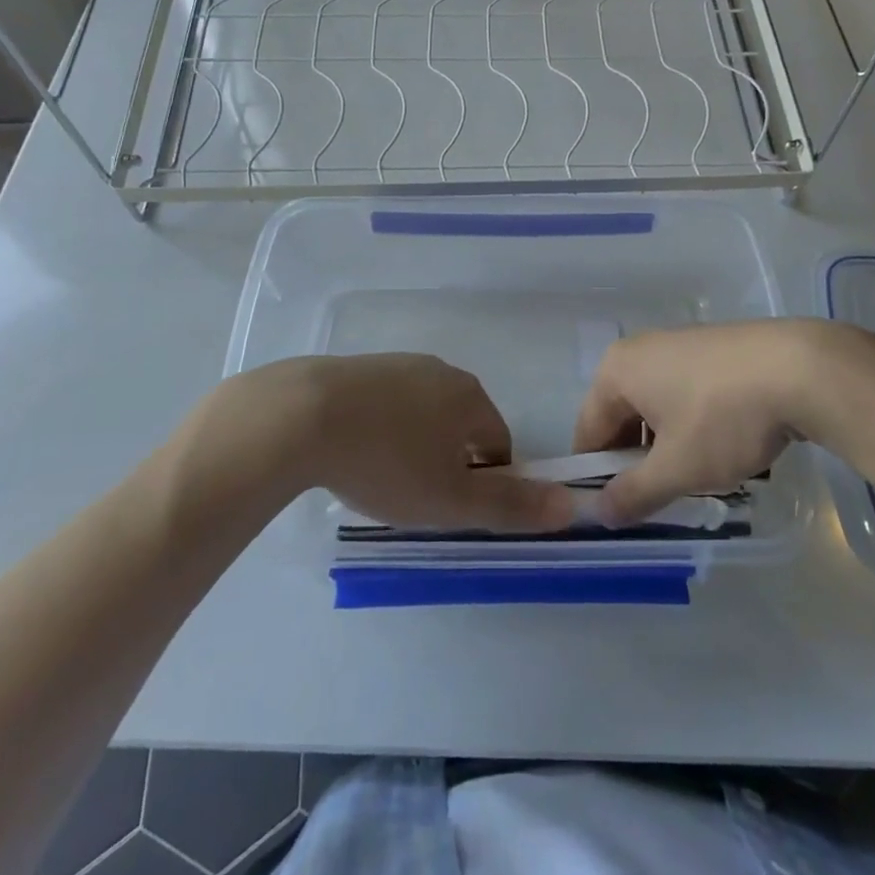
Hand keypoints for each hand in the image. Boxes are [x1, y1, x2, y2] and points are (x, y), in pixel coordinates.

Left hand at [209, 354, 576, 533]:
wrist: (302, 415)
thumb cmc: (387, 461)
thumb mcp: (452, 499)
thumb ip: (512, 505)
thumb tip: (572, 505)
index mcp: (470, 397)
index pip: (500, 442)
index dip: (488, 481)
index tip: (457, 509)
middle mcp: (441, 371)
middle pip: (461, 423)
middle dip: (449, 460)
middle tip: (419, 497)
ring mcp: (397, 364)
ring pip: (422, 411)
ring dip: (415, 442)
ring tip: (383, 477)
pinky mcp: (358, 367)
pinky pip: (386, 402)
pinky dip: (381, 427)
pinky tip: (353, 450)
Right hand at [573, 320, 874, 523]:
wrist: (801, 369)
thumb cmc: (724, 418)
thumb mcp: (676, 468)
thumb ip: (633, 493)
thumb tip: (600, 512)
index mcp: (616, 370)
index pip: (588, 431)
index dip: (595, 476)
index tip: (616, 512)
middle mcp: (640, 349)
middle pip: (621, 417)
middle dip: (635, 462)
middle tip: (660, 500)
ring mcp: (678, 344)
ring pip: (656, 407)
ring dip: (666, 446)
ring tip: (696, 477)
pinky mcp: (712, 349)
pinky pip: (684, 393)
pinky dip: (691, 424)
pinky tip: (721, 447)